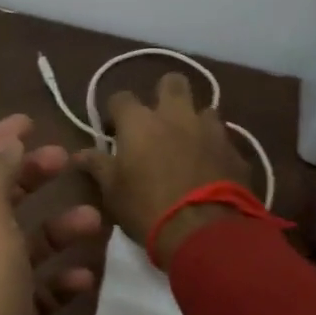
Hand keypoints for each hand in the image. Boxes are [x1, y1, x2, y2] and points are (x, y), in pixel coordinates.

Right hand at [74, 72, 253, 266]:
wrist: (204, 233)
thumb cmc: (146, 208)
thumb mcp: (112, 191)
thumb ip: (97, 166)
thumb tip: (79, 155)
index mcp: (139, 121)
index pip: (121, 97)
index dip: (115, 112)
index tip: (114, 132)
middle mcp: (176, 115)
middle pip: (172, 82)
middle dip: (164, 94)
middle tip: (157, 121)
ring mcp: (211, 130)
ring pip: (204, 110)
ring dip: (194, 122)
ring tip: (187, 146)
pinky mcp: (236, 151)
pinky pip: (223, 140)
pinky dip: (214, 149)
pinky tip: (210, 169)